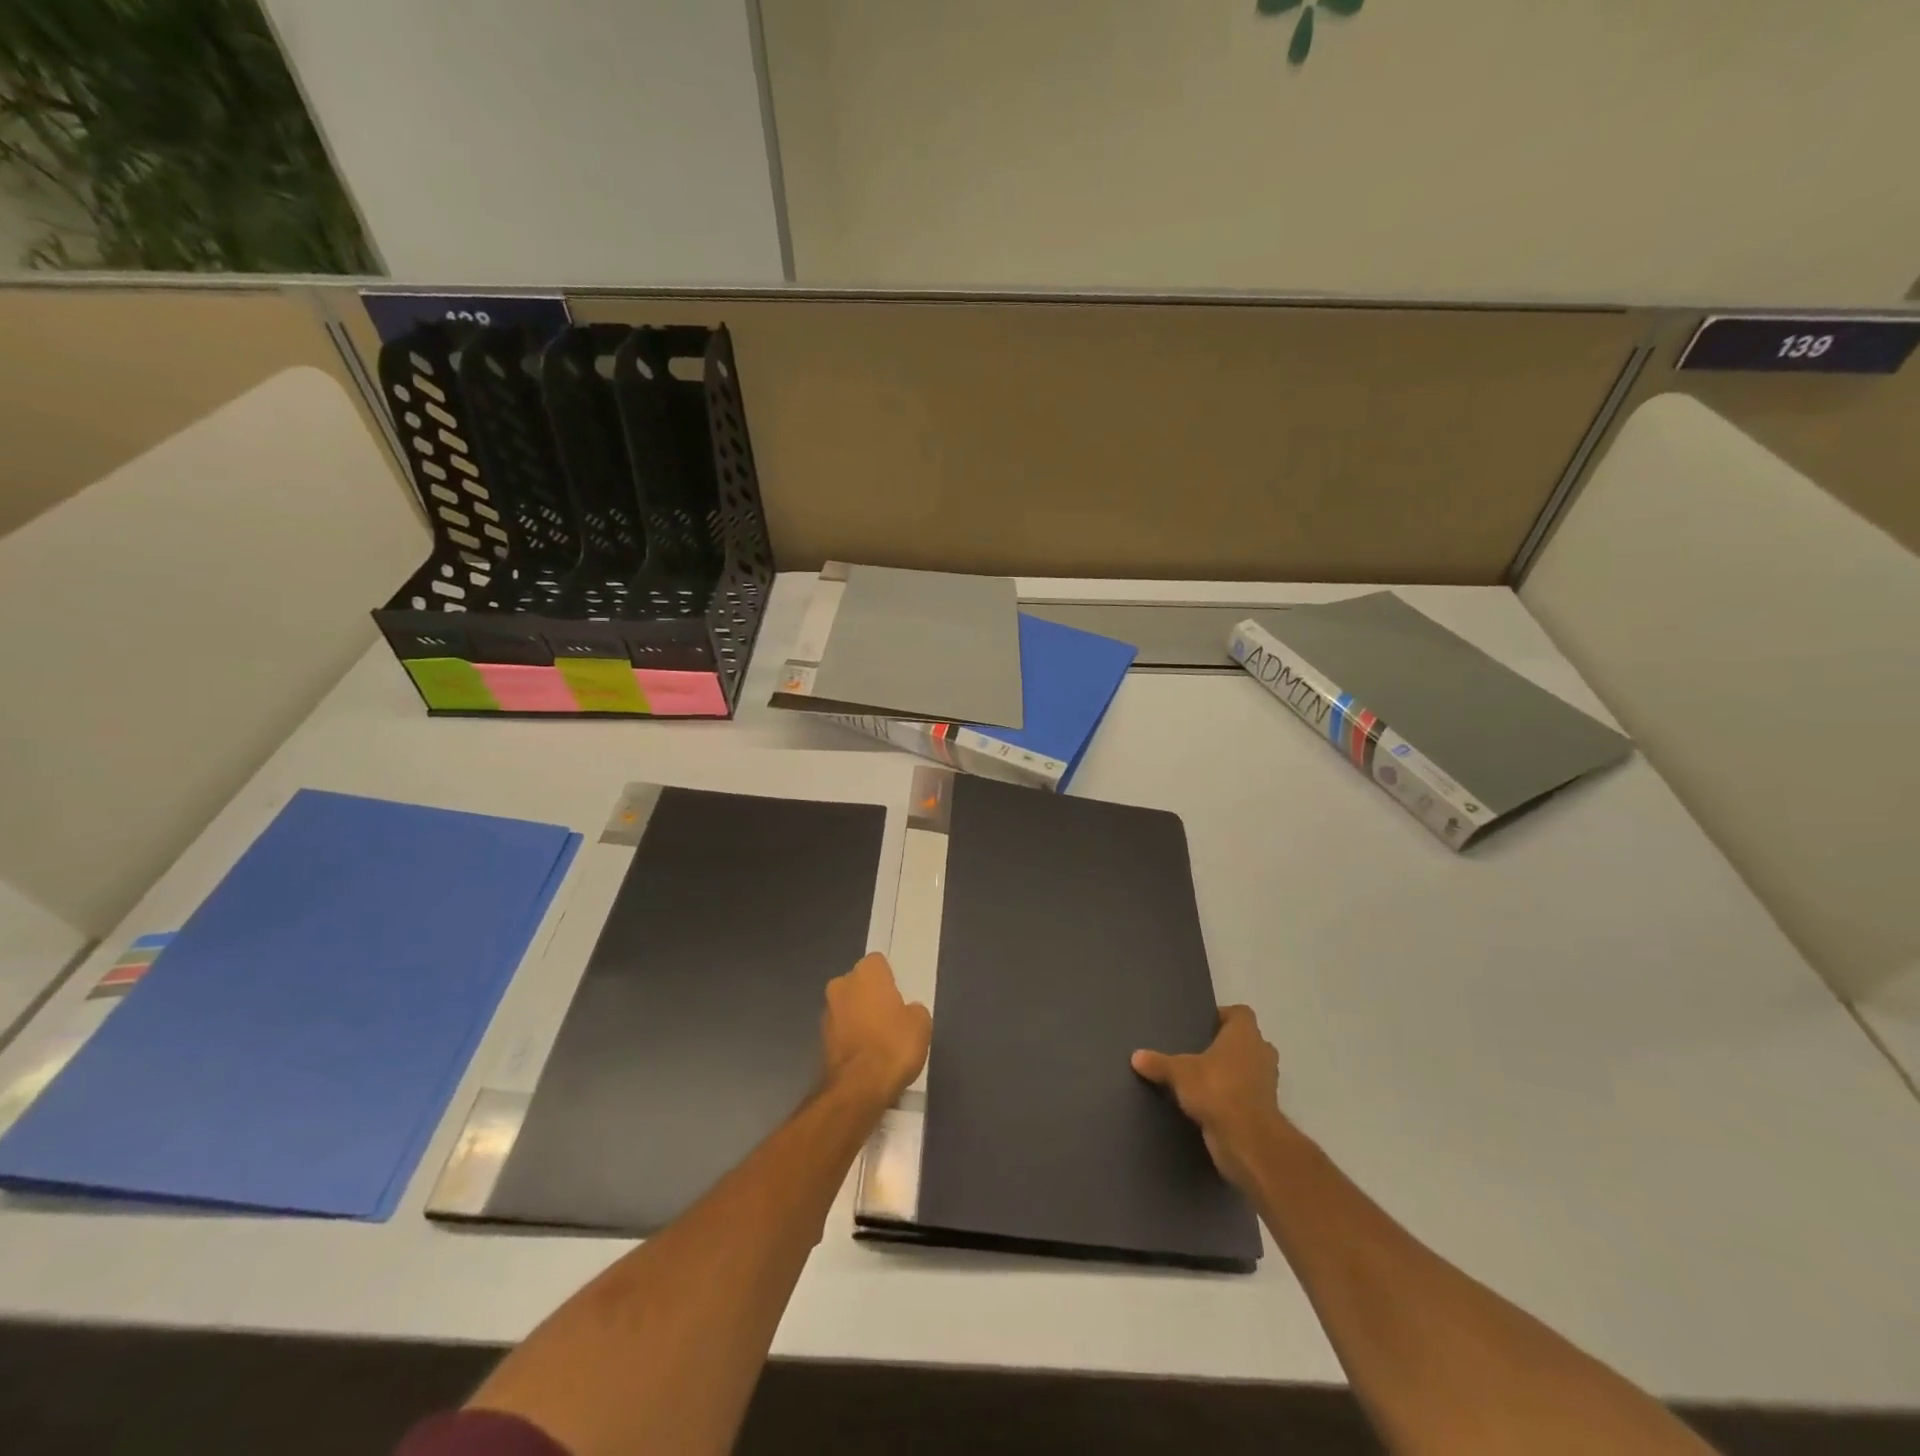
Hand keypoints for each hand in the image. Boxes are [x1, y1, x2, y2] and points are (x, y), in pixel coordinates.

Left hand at [821, 953, 930, 1108]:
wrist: (858, 1088)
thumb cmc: (894, 1045)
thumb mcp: (921, 1023)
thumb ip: (912, 1009)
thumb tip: (906, 1012)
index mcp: (866, 973)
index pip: (878, 963)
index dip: (889, 978)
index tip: (899, 996)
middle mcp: (841, 985)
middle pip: (859, 984)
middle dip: (870, 996)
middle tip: (890, 1017)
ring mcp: (827, 1012)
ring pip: (847, 1007)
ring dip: (859, 1017)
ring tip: (879, 1041)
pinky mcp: (820, 1039)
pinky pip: (841, 1030)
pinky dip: (851, 1038)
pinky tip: (866, 1056)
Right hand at [1133, 1005, 1289, 1193]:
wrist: (1247, 1140)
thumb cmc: (1217, 1089)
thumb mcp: (1179, 1072)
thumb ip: (1158, 1063)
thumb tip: (1136, 1056)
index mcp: (1245, 1035)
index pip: (1241, 1013)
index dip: (1224, 1016)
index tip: (1203, 1025)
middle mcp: (1261, 1054)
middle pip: (1247, 1041)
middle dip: (1227, 1046)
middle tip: (1200, 1051)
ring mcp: (1266, 1083)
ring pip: (1248, 1070)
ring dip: (1231, 1073)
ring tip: (1201, 1078)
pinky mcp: (1263, 1110)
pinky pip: (1246, 1095)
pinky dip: (1231, 1097)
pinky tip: (1207, 1104)